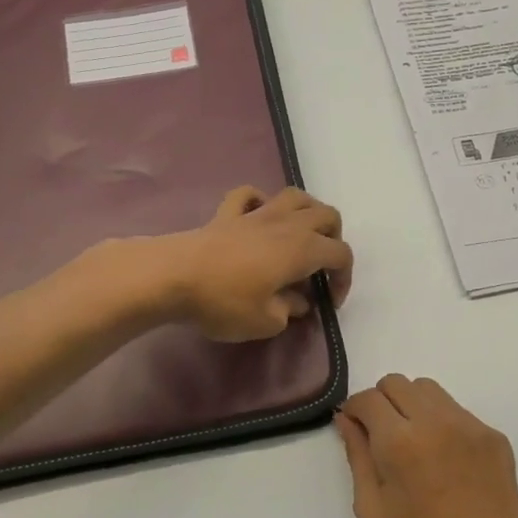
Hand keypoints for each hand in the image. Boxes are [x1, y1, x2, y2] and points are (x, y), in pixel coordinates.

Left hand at [162, 186, 353, 341]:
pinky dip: (258, 201)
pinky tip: (257, 216)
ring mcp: (255, 214)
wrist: (173, 276)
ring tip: (300, 235)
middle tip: (321, 266)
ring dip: (306, 212)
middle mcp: (286, 224)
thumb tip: (297, 302)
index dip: (344, 278)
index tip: (329, 303)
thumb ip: (289, 310)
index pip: (341, 254)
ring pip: (294, 196)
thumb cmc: (224, 301)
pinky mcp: (226, 214)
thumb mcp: (266, 321)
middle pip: (326, 215)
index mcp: (303, 249)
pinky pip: (249, 195)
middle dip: (333, 238)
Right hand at [338, 375, 517, 517]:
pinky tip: (443, 460)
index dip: (355, 410)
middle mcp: (437, 422)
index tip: (355, 429)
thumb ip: (357, 455)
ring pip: (430, 391)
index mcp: (401, 442)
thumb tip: (346, 419)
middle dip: (382, 402)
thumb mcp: (372, 509)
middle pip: (398, 383)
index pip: (369, 398)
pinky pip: (457, 412)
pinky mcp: (494, 437)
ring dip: (412, 406)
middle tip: (381, 436)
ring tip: (413, 444)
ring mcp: (471, 427)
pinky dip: (441, 423)